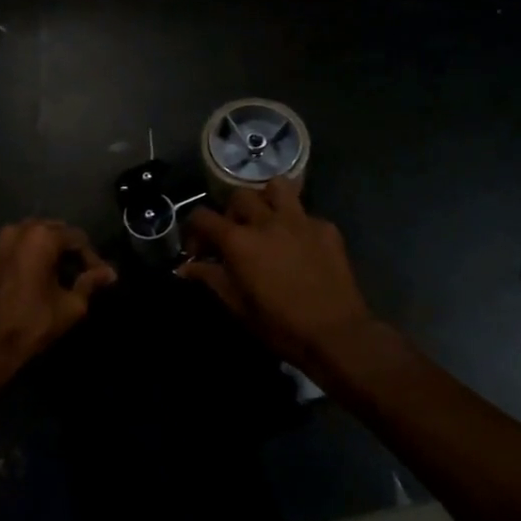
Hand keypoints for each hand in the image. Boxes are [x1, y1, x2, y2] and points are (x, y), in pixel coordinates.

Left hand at [0, 219, 116, 389]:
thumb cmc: (30, 325)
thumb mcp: (70, 306)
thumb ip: (90, 283)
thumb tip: (109, 273)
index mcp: (41, 237)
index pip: (78, 238)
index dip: (92, 259)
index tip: (100, 279)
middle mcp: (16, 230)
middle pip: (53, 232)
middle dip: (69, 252)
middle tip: (81, 276)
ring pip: (32, 239)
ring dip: (48, 253)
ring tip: (59, 278)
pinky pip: (14, 249)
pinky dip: (28, 258)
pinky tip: (35, 281)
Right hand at [178, 177, 374, 367]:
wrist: (336, 334)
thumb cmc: (280, 325)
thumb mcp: (237, 306)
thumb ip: (210, 279)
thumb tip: (185, 268)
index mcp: (239, 241)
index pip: (203, 216)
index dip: (194, 231)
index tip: (198, 251)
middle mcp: (267, 220)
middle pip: (239, 196)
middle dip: (231, 214)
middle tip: (235, 238)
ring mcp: (300, 220)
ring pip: (277, 187)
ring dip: (267, 200)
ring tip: (267, 222)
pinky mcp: (326, 228)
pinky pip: (305, 213)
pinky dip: (297, 224)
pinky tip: (300, 246)